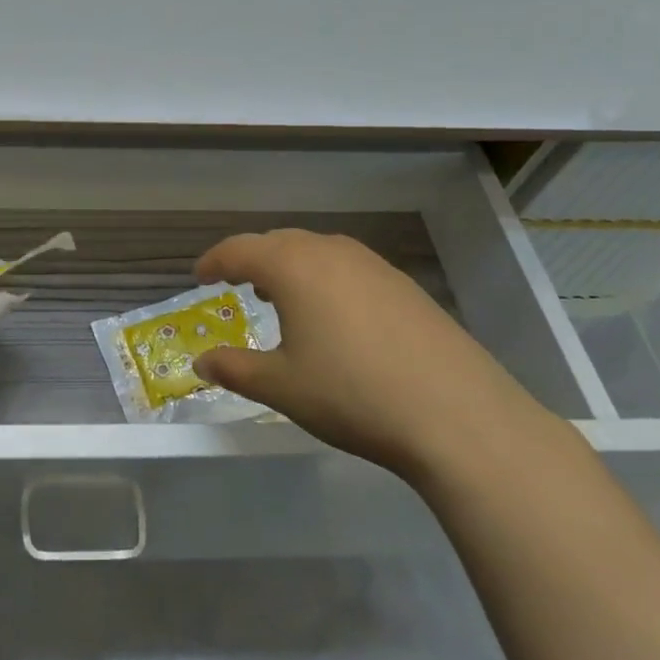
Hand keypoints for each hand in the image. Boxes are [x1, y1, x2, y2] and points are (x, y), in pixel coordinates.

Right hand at [192, 230, 548, 478]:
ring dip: (290, 266)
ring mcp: (374, 266)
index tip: (199, 277)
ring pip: (317, 251)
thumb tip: (202, 362)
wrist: (459, 417)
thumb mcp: (282, 387)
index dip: (214, 262)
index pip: (239, 250)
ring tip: (280, 297)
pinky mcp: (405, 286)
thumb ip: (235, 369)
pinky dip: (325, 279)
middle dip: (251, 259)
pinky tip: (333, 316)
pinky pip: (348, 268)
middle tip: (235, 284)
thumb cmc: (353, 395)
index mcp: (293, 267)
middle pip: (279, 242)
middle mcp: (331, 252)